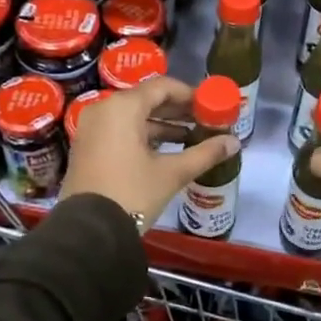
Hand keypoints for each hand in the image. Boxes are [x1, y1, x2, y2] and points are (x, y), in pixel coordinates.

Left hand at [59, 77, 239, 226]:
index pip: (162, 87)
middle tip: (204, 121)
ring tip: (191, 137)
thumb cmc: (132, 194)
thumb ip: (204, 153)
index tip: (210, 106)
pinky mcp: (87, 146)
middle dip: (177, 110)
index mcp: (123, 107)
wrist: (89, 232)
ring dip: (162, 124)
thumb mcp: (171, 173)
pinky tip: (166, 150)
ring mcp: (91, 128)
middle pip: (146, 99)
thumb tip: (234, 142)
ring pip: (132, 116)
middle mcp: (103, 109)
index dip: (189, 94)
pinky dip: (142, 135)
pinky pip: (119, 129)